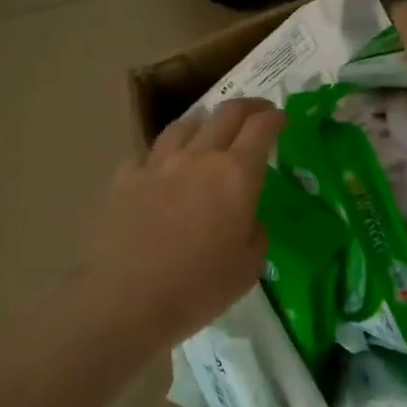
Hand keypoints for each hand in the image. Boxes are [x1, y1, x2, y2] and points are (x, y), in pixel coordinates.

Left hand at [77, 98, 283, 350]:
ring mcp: (157, 164)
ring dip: (204, 121)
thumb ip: (255, 232)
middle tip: (256, 113)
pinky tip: (162, 167)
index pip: (261, 128)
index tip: (281, 117)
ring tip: (208, 128)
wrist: (127, 299)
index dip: (274, 117)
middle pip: (225, 113)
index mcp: (236, 175)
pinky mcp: (125, 178)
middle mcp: (198, 157)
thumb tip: (246, 217)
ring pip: (184, 124)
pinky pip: (148, 154)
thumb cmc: (198, 287)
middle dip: (246, 107)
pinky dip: (162, 154)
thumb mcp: (249, 267)